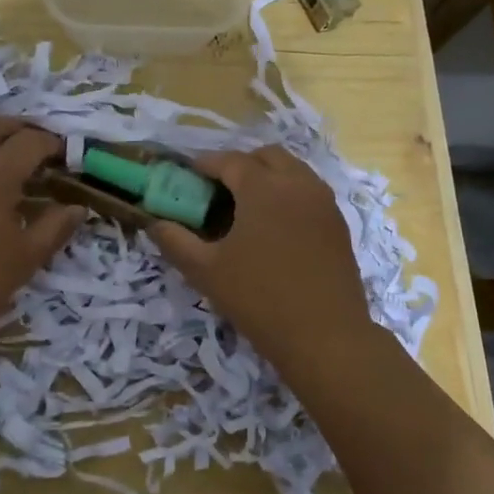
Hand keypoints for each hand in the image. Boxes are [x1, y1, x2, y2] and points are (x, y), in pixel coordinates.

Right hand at [147, 145, 377, 376]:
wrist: (326, 337)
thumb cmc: (259, 299)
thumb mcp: (206, 271)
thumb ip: (175, 241)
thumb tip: (155, 223)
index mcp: (263, 187)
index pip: (230, 160)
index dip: (206, 164)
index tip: (188, 176)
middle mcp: (297, 184)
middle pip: (266, 156)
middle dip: (240, 164)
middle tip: (218, 190)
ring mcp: (323, 202)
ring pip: (292, 170)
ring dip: (267, 176)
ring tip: (246, 207)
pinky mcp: (338, 224)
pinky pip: (309, 192)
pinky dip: (288, 194)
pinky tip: (274, 227)